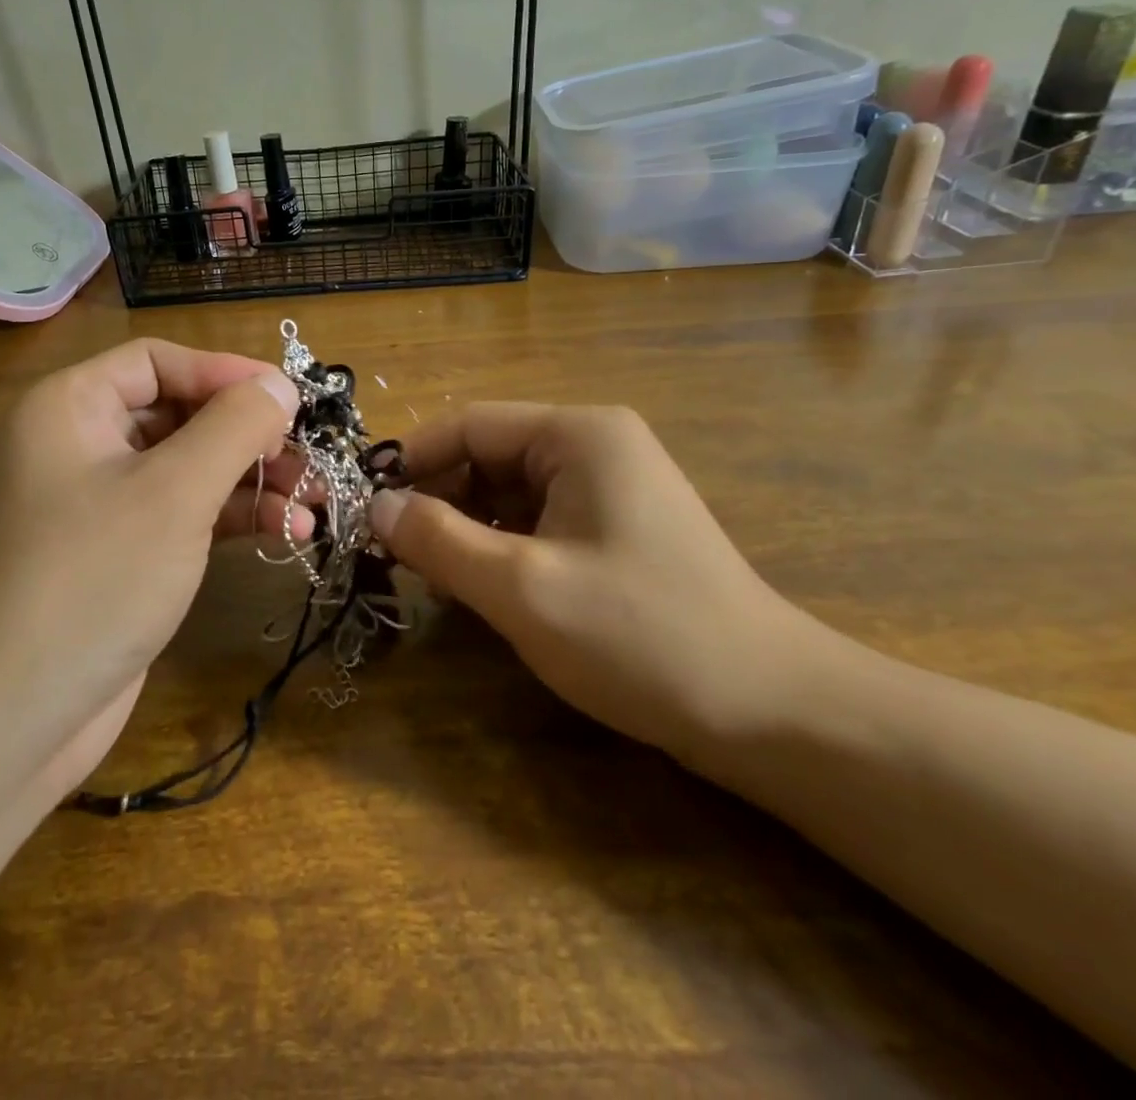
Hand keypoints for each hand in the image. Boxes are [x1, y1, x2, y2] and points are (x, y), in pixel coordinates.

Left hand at [0, 339, 302, 795]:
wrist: (7, 719)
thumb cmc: (91, 581)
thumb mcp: (174, 492)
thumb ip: (234, 427)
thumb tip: (280, 384)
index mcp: (71, 407)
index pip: (159, 362)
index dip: (226, 372)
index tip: (290, 398)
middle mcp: (81, 444)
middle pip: (179, 413)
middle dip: (248, 434)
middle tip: (309, 456)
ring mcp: (100, 504)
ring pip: (189, 467)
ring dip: (252, 479)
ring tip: (313, 500)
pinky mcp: (122, 554)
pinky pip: (184, 514)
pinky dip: (232, 517)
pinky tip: (287, 532)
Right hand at [368, 403, 833, 765]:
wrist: (771, 711)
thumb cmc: (640, 635)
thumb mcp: (521, 588)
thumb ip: (439, 541)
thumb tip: (375, 507)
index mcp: (578, 435)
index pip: (469, 424)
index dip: (410, 461)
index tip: (365, 507)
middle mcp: (595, 446)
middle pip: (488, 456)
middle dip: (438, 501)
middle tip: (394, 553)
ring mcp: (610, 488)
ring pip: (509, 494)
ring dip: (465, 530)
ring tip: (434, 579)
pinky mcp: (617, 530)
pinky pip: (538, 522)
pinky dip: (501, 549)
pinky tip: (483, 590)